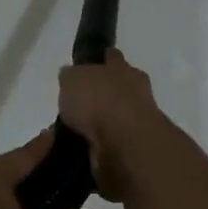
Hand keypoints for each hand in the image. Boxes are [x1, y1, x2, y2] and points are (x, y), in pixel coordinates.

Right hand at [57, 51, 171, 201]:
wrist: (124, 145)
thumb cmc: (99, 101)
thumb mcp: (72, 78)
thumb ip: (71, 76)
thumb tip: (70, 77)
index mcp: (123, 69)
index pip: (111, 57)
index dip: (99, 61)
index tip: (87, 67)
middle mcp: (135, 93)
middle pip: (116, 90)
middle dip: (100, 96)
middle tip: (75, 107)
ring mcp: (137, 124)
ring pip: (114, 119)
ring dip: (98, 125)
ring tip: (71, 133)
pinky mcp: (132, 151)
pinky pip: (110, 145)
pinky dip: (98, 148)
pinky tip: (80, 151)